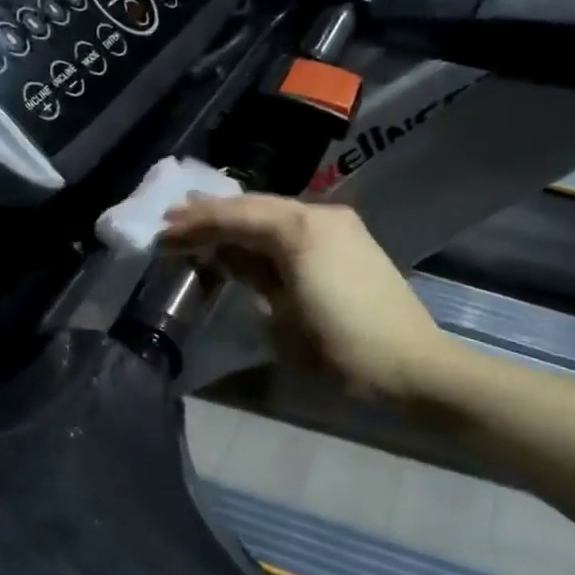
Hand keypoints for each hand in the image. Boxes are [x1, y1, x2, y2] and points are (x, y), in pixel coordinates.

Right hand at [160, 194, 456, 402]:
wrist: (413, 368)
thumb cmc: (340, 351)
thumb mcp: (280, 318)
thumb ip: (249, 276)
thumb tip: (225, 255)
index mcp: (299, 231)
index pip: (234, 218)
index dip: (194, 226)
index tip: (161, 233)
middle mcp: (318, 215)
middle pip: (253, 206)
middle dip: (211, 214)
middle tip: (172, 219)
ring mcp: (338, 224)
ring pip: (274, 211)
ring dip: (237, 219)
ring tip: (199, 224)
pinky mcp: (349, 239)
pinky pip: (294, 224)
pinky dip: (263, 229)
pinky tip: (244, 238)